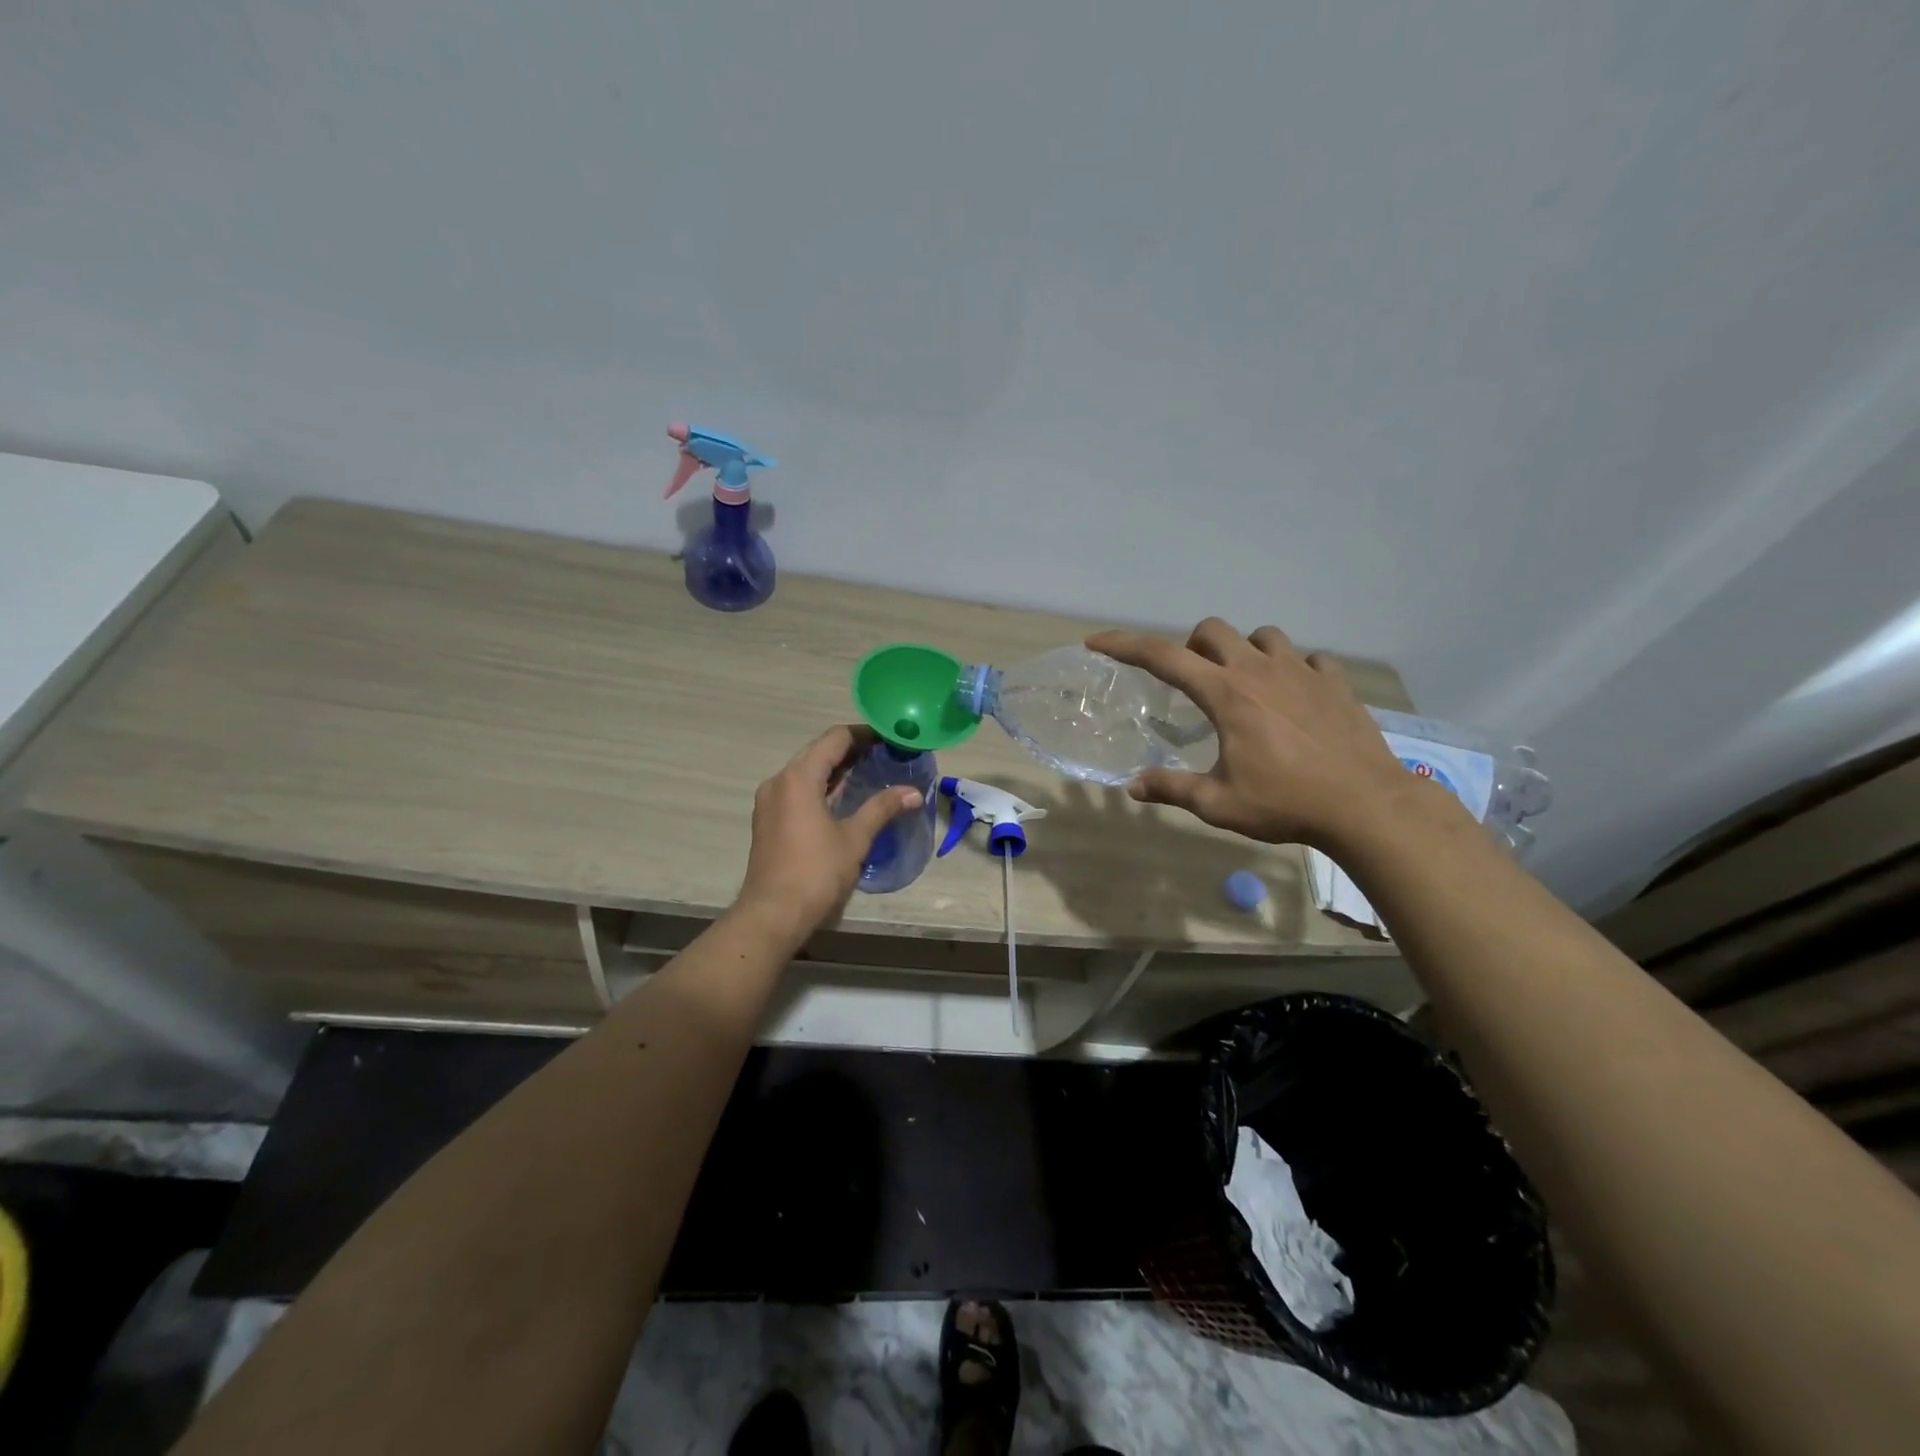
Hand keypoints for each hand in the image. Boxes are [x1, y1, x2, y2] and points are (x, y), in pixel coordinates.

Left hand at [735, 725, 922, 938]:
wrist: (772, 914)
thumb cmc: (815, 872)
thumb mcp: (855, 838)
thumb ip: (882, 808)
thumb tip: (914, 792)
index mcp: (798, 777)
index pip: (835, 739)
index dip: (865, 734)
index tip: (891, 737)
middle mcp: (779, 781)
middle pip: (818, 751)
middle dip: (852, 750)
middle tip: (886, 754)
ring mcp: (770, 801)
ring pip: (806, 771)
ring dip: (836, 768)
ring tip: (870, 772)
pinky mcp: (768, 819)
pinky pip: (797, 789)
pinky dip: (821, 786)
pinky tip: (844, 798)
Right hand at [1089, 619, 1457, 852]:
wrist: (1365, 806)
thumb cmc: (1285, 803)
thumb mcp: (1218, 804)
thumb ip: (1172, 789)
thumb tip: (1133, 787)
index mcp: (1225, 695)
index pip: (1162, 657)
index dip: (1124, 646)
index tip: (1097, 642)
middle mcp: (1259, 670)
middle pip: (1213, 630)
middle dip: (1193, 646)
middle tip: (1194, 680)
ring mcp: (1302, 671)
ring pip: (1263, 636)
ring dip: (1244, 652)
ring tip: (1245, 684)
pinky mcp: (1335, 681)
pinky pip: (1308, 657)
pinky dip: (1294, 668)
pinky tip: (1295, 695)